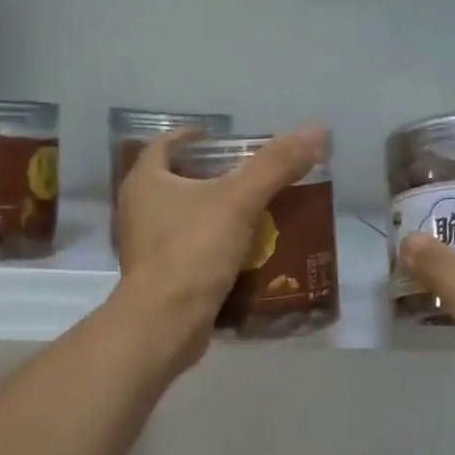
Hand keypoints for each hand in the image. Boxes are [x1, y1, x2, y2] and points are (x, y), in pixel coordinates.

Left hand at [115, 124, 327, 374]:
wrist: (165, 323)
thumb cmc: (193, 251)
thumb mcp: (239, 201)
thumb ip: (276, 165)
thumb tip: (317, 131)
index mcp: (145, 180)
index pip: (168, 144)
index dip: (197, 137)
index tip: (228, 141)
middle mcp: (138, 209)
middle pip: (178, 180)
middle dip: (214, 177)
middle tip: (251, 177)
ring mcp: (146, 246)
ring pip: (185, 218)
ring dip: (216, 214)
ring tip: (255, 213)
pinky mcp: (159, 277)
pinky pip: (190, 251)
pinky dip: (214, 247)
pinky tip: (244, 253)